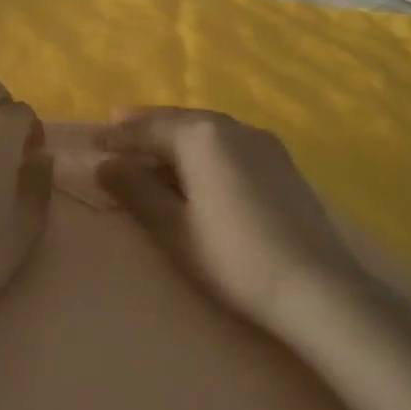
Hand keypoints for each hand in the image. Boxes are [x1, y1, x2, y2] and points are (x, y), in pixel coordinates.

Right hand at [96, 108, 357, 323]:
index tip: (92, 141)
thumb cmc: (233, 258)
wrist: (318, 288)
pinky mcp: (283, 164)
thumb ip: (136, 190)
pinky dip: (204, 149)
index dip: (117, 137)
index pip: (148, 129)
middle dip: (146, 126)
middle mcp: (234, 127)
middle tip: (117, 127)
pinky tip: (198, 166)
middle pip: (180, 121)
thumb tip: (106, 165)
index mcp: (202, 137)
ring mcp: (264, 144)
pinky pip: (230, 144)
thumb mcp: (173, 228)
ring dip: (176, 137)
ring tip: (152, 147)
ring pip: (208, 130)